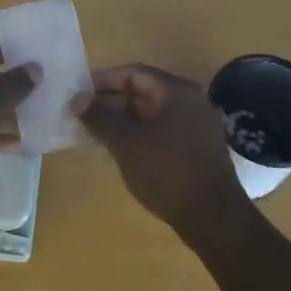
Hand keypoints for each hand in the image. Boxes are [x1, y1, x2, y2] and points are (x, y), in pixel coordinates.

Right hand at [80, 63, 250, 235]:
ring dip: (122, 120)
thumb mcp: (126, 143)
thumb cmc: (167, 172)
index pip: (133, 73)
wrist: (213, 217)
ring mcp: (196, 124)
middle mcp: (190, 101)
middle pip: (143, 91)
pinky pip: (161, 130)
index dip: (103, 80)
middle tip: (82, 115)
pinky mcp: (197, 147)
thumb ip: (100, 117)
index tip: (78, 93)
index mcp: (176, 91)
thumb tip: (78, 100)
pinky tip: (119, 150)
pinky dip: (138, 134)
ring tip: (93, 134)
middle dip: (110, 102)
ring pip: (151, 113)